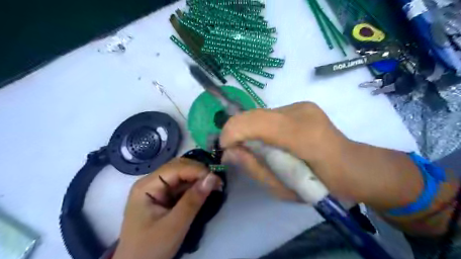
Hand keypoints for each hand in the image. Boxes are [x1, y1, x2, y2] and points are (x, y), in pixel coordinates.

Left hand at [113, 158, 221, 258]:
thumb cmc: (151, 248)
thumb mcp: (175, 225)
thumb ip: (193, 200)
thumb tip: (213, 178)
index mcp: (147, 186)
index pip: (175, 168)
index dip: (197, 170)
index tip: (217, 179)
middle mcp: (150, 182)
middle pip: (178, 167)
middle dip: (198, 172)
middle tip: (217, 182)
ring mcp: (156, 189)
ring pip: (181, 175)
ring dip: (198, 178)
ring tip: (214, 185)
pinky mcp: (163, 196)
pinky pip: (181, 185)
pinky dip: (194, 186)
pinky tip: (204, 190)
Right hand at [220, 101, 423, 209]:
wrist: (353, 169)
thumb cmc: (320, 187)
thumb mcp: (282, 188)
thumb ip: (253, 167)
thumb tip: (228, 152)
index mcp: (301, 135)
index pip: (253, 122)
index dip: (231, 132)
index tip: (225, 149)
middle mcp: (300, 111)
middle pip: (253, 114)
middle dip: (237, 132)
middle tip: (238, 152)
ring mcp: (302, 105)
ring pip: (260, 114)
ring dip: (251, 130)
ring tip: (258, 149)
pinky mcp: (302, 106)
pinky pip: (270, 115)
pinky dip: (262, 128)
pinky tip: (272, 142)